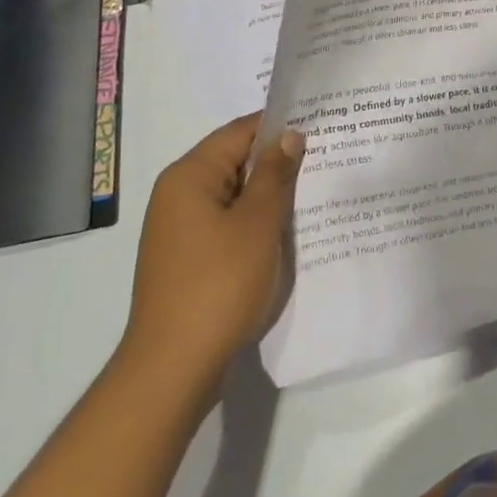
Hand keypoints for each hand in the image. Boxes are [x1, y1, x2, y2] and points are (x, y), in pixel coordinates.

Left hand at [121, 113, 304, 379]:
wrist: (172, 371)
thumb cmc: (218, 285)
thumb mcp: (258, 223)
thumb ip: (275, 174)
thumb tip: (289, 135)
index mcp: (189, 176)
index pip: (240, 131)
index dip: (280, 126)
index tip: (319, 125)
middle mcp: (178, 195)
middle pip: (235, 161)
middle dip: (277, 161)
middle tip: (324, 158)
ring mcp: (180, 230)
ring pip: (234, 195)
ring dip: (268, 195)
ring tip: (313, 192)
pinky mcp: (187, 260)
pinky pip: (227, 224)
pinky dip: (254, 222)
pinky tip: (286, 232)